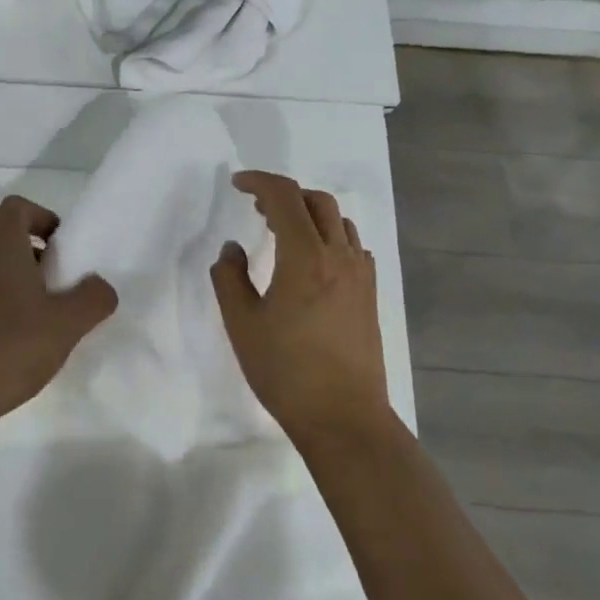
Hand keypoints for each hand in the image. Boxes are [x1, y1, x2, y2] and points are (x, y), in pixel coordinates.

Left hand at [0, 194, 117, 430]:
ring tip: (53, 325)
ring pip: (2, 276)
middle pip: (12, 243)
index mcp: (1, 251)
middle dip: (44, 260)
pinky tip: (27, 349)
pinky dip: (12, 314)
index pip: (17, 208)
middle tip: (68, 290)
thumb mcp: (65, 323)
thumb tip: (101, 286)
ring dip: (29, 290)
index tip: (64, 248)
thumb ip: (93, 299)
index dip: (43, 217)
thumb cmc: (8, 347)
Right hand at [211, 171, 388, 441]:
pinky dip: (330, 235)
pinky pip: (352, 245)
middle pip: (316, 200)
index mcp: (305, 256)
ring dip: (309, 212)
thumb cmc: (286, 372)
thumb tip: (233, 249)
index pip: (284, 196)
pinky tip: (313, 259)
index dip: (259, 181)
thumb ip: (229, 278)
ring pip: (338, 220)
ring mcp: (360, 275)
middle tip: (257, 208)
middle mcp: (338, 255)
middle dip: (285, 194)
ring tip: (283, 230)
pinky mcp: (370, 294)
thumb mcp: (242, 324)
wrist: (344, 419)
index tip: (237, 184)